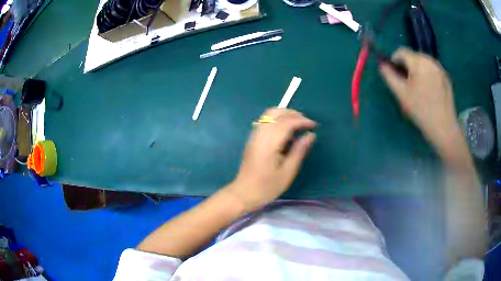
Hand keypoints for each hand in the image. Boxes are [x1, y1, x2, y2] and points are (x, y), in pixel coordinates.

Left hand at [226, 108, 316, 210]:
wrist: (243, 193)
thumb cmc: (267, 186)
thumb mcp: (288, 172)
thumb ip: (299, 150)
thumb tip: (310, 135)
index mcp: (270, 142)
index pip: (287, 122)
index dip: (302, 121)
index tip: (314, 126)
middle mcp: (260, 134)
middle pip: (276, 112)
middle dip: (293, 113)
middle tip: (306, 123)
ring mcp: (254, 135)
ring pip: (269, 114)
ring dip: (285, 114)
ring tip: (298, 124)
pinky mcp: (252, 138)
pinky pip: (265, 121)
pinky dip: (277, 119)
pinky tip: (284, 130)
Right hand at [379, 48, 458, 144]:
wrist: (444, 127)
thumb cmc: (421, 110)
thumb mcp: (401, 93)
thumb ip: (389, 76)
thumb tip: (382, 64)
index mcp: (418, 61)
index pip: (401, 51)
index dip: (394, 60)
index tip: (394, 74)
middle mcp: (430, 59)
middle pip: (413, 56)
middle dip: (407, 66)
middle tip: (406, 83)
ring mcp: (440, 68)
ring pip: (423, 63)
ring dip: (417, 70)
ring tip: (418, 87)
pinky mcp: (446, 77)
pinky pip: (432, 70)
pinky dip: (427, 75)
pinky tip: (429, 91)